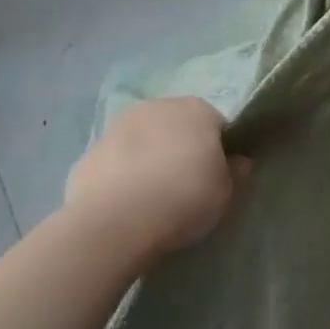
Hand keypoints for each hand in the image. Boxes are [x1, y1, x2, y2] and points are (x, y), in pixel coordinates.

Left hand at [63, 98, 247, 259]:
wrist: (114, 222)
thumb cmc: (183, 199)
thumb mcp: (226, 193)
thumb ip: (236, 172)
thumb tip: (239, 161)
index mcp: (197, 110)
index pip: (217, 125)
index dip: (219, 150)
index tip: (216, 176)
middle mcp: (158, 106)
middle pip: (178, 126)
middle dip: (183, 147)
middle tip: (185, 185)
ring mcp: (119, 126)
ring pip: (145, 139)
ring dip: (150, 157)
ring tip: (152, 196)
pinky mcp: (90, 150)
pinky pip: (117, 160)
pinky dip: (123, 174)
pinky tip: (125, 203)